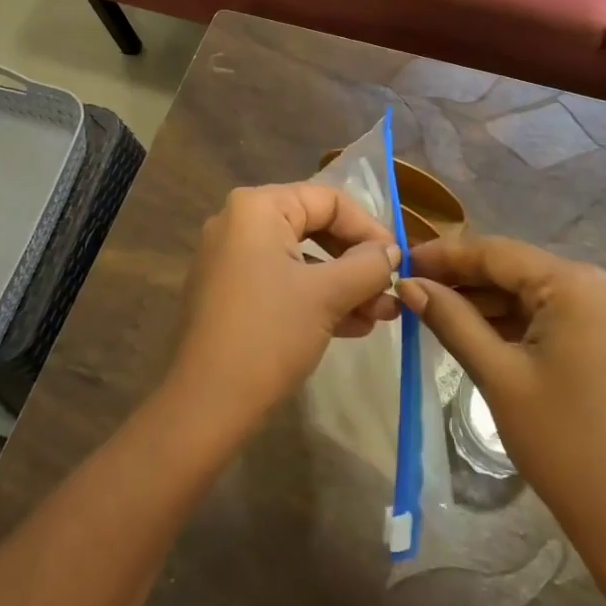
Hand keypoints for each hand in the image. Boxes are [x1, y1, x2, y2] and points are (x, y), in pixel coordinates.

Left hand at [167, 184, 400, 438]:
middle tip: (392, 290)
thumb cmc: (269, 334)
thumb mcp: (327, 295)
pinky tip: (355, 326)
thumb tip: (393, 251)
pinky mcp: (231, 294)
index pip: (328, 200)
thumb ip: (368, 265)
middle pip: (316, 227)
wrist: (206, 405)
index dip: (369, 228)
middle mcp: (239, 223)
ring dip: (345, 285)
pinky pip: (284, 282)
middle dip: (358, 262)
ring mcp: (232, 259)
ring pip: (302, 260)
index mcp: (257, 207)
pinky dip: (318, 299)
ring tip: (382, 315)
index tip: (399, 261)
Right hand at [398, 236, 605, 533]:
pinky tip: (476, 329)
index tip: (403, 261)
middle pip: (517, 270)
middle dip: (465, 279)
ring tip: (434, 308)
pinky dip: (515, 321)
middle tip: (413, 287)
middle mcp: (601, 285)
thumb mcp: (498, 375)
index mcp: (577, 285)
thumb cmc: (561, 443)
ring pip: (534, 293)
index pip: (497, 253)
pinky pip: (554, 315)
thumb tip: (408, 284)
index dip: (446, 255)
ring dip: (487, 301)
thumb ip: (451, 320)